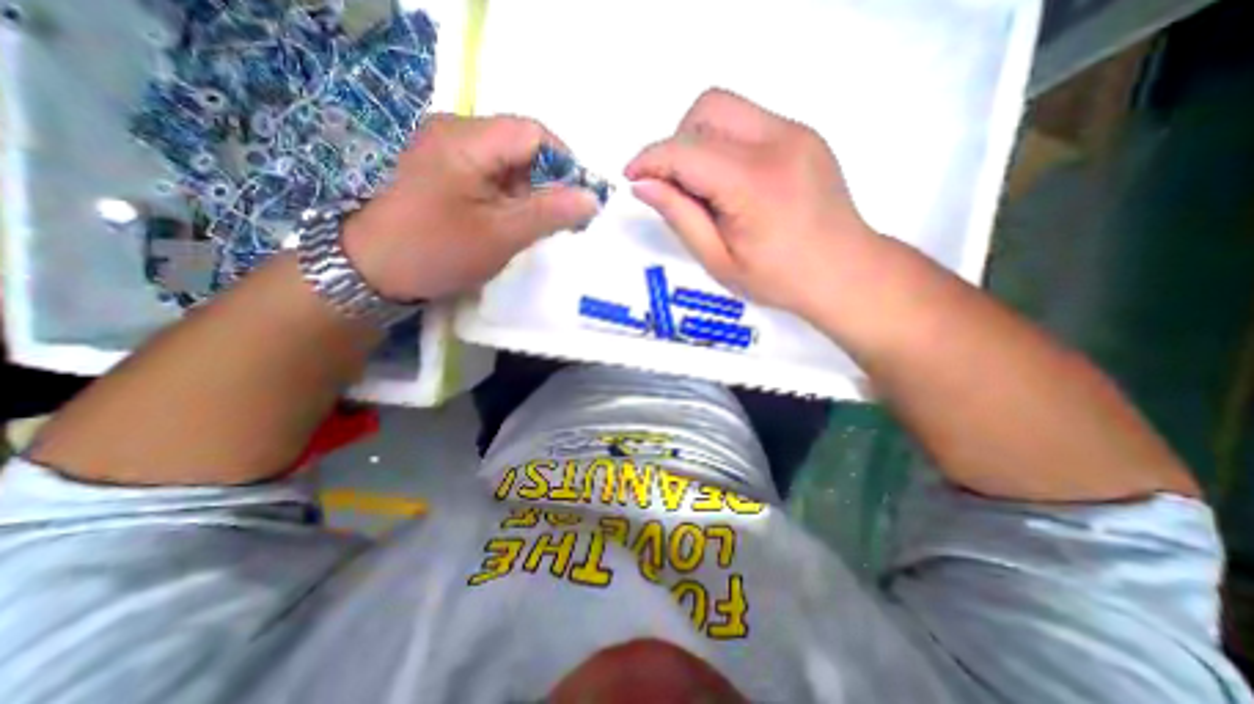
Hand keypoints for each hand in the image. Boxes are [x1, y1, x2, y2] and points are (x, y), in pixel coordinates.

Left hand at [341, 116, 595, 302]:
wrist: (374, 270)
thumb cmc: (438, 251)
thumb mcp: (501, 235)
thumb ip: (549, 213)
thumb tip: (593, 198)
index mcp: (467, 139)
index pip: (534, 133)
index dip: (565, 163)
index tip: (580, 201)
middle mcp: (457, 131)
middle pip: (523, 145)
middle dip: (548, 182)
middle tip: (560, 220)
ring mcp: (450, 149)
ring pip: (511, 162)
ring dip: (530, 193)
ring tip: (534, 226)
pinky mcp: (448, 169)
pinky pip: (494, 174)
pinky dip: (512, 197)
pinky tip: (512, 222)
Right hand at [620, 89, 874, 319]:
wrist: (844, 271)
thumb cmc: (778, 279)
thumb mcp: (719, 260)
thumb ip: (680, 217)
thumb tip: (643, 185)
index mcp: (754, 184)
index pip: (686, 151)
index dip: (650, 159)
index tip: (632, 177)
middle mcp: (778, 143)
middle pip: (708, 108)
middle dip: (677, 142)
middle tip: (675, 186)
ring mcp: (797, 132)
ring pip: (728, 108)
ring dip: (701, 140)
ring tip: (704, 187)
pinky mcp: (804, 135)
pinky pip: (749, 122)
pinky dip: (726, 144)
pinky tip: (732, 183)